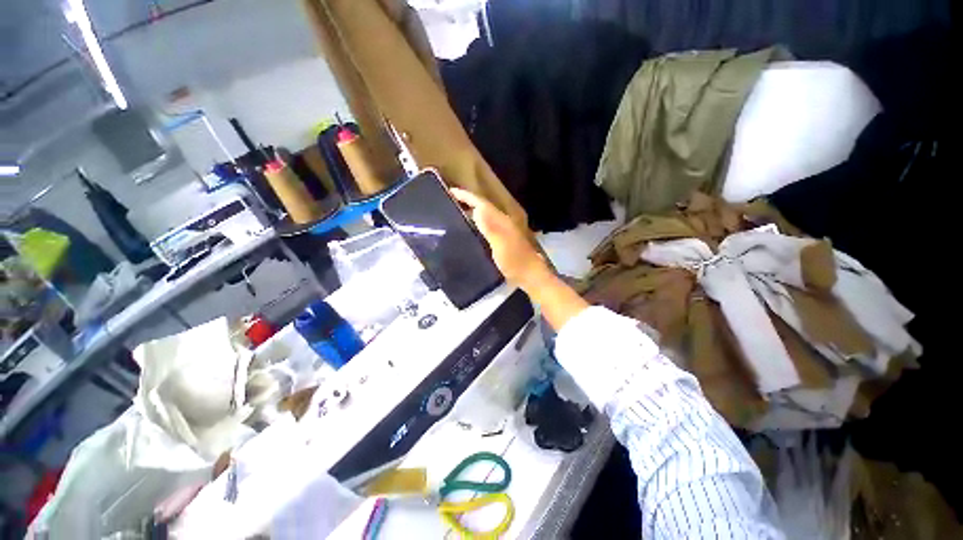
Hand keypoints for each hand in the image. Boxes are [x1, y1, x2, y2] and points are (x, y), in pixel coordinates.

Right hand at [450, 188, 550, 291]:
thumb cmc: (514, 261)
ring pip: (485, 216)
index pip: (483, 204)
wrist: (529, 275)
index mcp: (502, 221)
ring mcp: (503, 231)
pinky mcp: (502, 241)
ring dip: (472, 212)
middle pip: (484, 207)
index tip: (451, 191)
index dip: (468, 196)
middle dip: (468, 202)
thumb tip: (476, 210)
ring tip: (456, 212)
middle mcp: (503, 222)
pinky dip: (477, 223)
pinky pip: (486, 226)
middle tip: (450, 201)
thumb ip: (490, 227)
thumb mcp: (501, 244)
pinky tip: (470, 229)